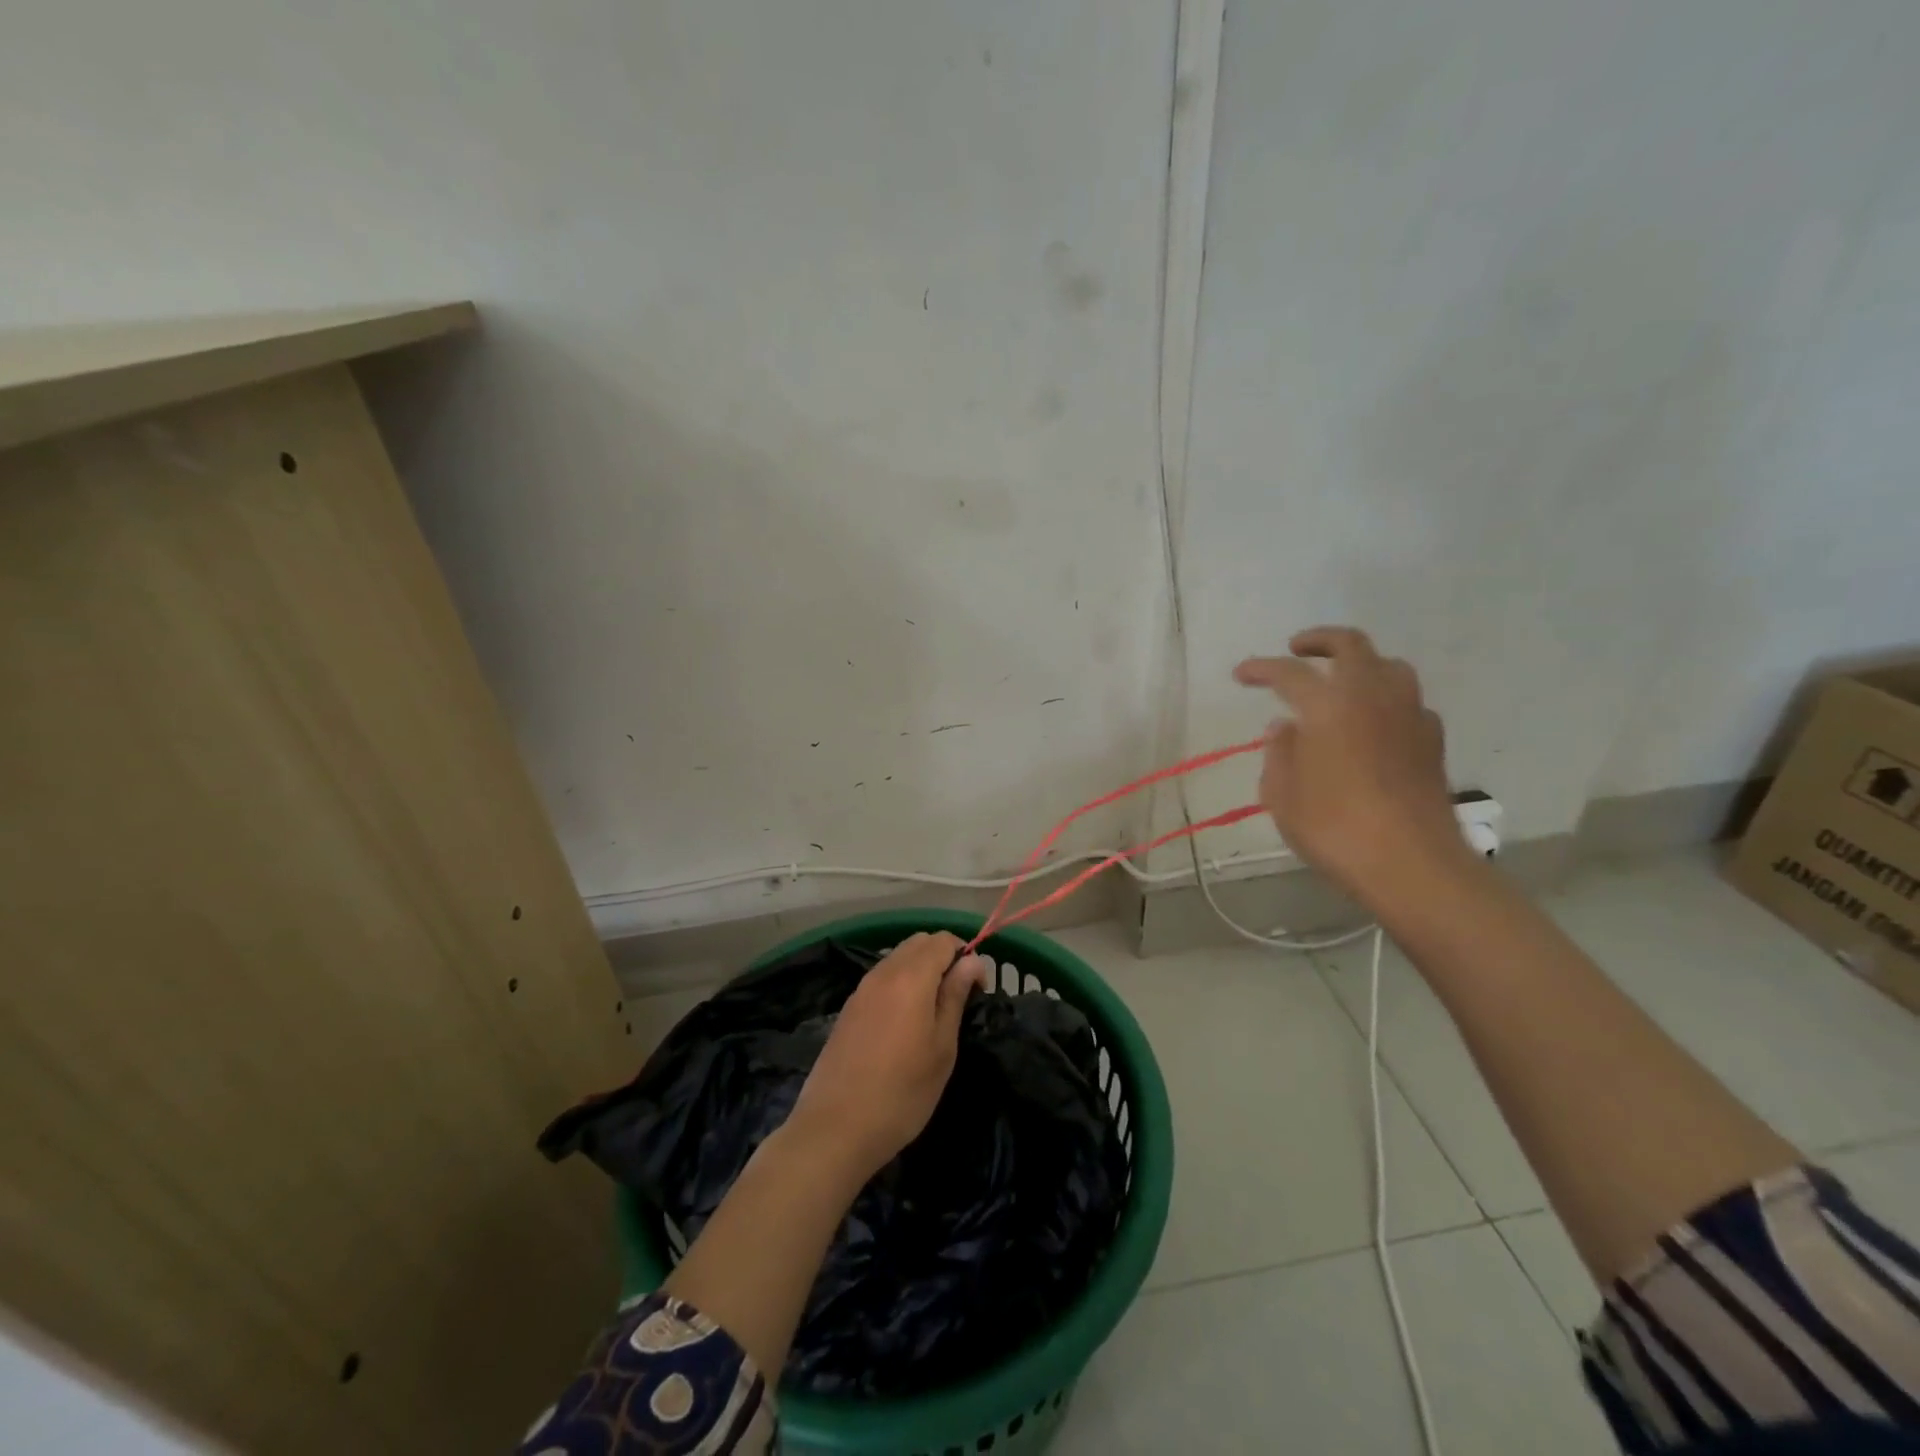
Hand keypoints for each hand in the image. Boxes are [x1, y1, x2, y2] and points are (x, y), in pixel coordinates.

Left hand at [787, 932, 990, 1182]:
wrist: (835, 1128)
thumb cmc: (902, 1093)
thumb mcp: (942, 1047)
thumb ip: (955, 996)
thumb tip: (971, 962)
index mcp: (911, 977)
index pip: (944, 940)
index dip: (966, 956)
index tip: (976, 991)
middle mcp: (883, 972)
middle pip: (919, 943)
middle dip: (943, 958)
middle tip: (957, 998)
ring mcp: (861, 989)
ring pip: (898, 958)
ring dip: (921, 970)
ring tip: (933, 1013)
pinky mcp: (848, 1008)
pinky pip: (881, 978)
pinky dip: (900, 984)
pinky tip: (904, 1023)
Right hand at [1234, 626, 1467, 897]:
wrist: (1411, 863)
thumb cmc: (1334, 828)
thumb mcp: (1282, 795)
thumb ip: (1279, 753)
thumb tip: (1284, 727)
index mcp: (1328, 706)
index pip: (1289, 672)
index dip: (1261, 668)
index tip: (1242, 674)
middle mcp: (1372, 697)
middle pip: (1350, 645)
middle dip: (1319, 640)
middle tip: (1297, 649)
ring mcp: (1408, 715)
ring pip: (1388, 666)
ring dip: (1360, 663)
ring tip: (1340, 680)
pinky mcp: (1431, 739)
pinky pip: (1408, 701)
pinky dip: (1386, 699)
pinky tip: (1374, 722)